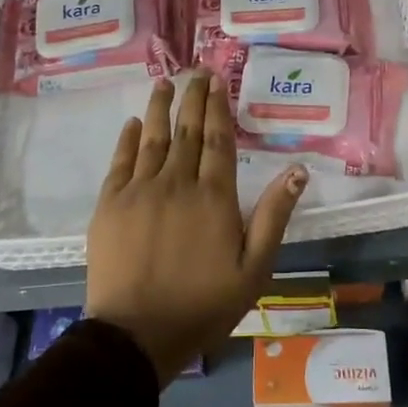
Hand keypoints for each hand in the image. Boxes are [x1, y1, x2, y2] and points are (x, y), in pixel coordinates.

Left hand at [86, 72, 307, 385]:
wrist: (137, 334)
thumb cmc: (203, 305)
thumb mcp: (254, 268)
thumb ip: (274, 215)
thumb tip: (297, 170)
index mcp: (214, 197)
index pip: (218, 140)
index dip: (218, 108)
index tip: (217, 82)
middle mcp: (177, 183)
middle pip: (187, 131)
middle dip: (192, 98)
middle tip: (196, 72)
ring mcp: (139, 191)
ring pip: (152, 138)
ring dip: (159, 108)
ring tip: (164, 83)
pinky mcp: (110, 204)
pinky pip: (120, 161)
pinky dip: (128, 139)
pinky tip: (132, 124)